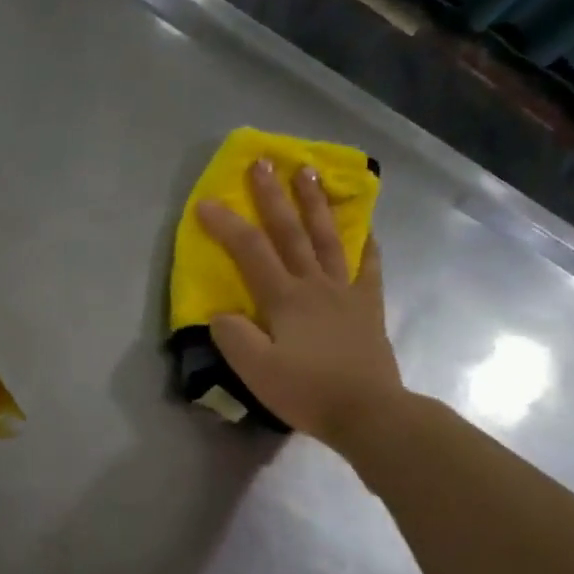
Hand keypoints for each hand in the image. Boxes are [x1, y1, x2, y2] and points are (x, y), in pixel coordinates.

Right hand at [196, 158, 406, 448]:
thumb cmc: (307, 391)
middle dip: (273, 195)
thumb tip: (222, 313)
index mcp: (285, 298)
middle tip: (262, 161)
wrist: (369, 413)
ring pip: (329, 238)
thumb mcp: (256, 370)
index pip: (250, 251)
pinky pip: (368, 266)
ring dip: (316, 203)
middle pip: (291, 232)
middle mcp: (315, 284)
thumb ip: (233, 336)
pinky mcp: (368, 306)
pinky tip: (364, 226)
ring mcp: (346, 291)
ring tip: (309, 172)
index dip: (225, 224)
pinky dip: (366, 242)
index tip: (204, 203)